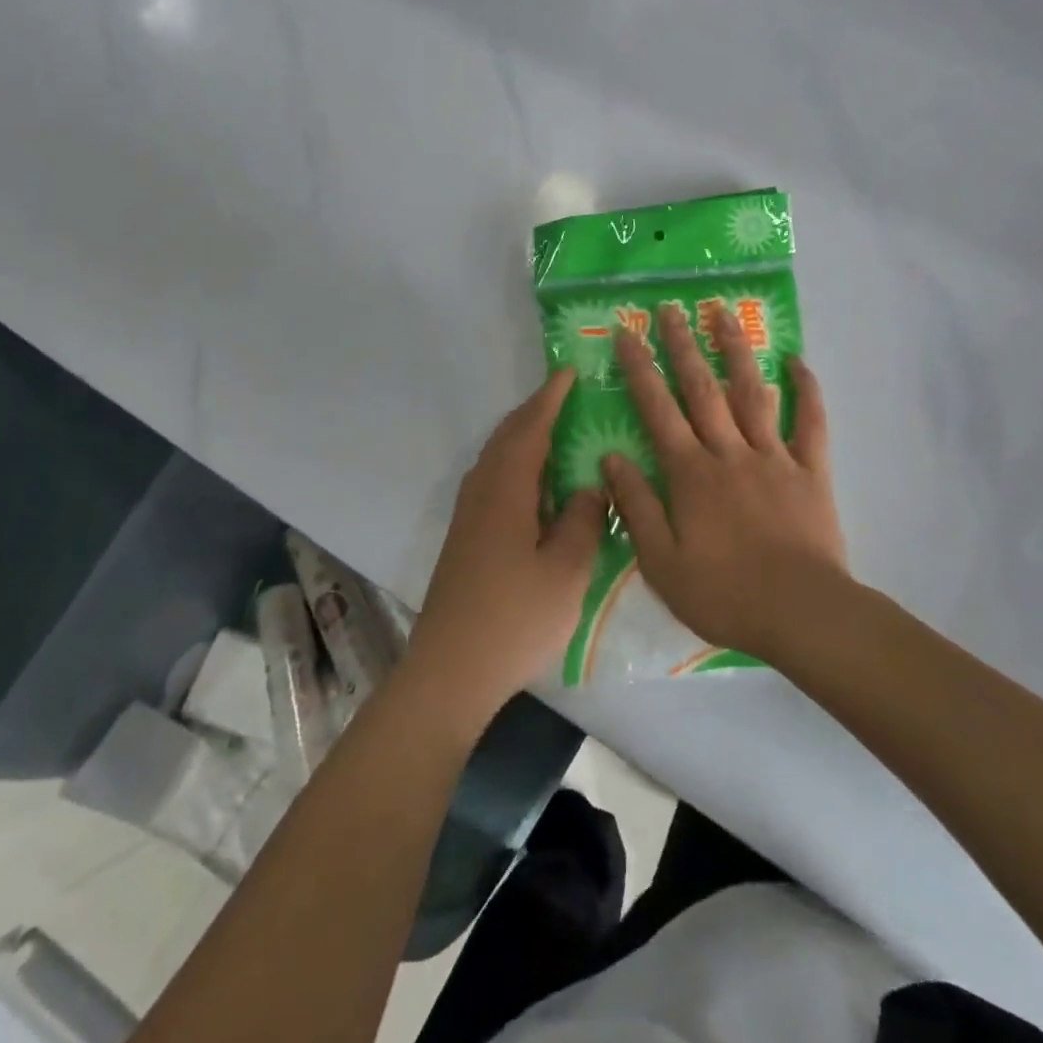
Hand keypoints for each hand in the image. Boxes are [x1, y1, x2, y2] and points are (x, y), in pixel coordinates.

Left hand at [405, 369, 606, 722]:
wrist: (451, 669)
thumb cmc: (515, 617)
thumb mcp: (566, 570)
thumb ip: (584, 520)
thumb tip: (591, 487)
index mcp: (506, 490)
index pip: (530, 429)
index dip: (550, 399)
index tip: (568, 372)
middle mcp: (482, 492)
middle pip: (507, 437)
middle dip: (534, 412)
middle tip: (564, 396)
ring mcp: (469, 516)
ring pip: (497, 459)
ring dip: (522, 437)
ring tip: (554, 432)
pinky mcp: (466, 538)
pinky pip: (493, 481)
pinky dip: (515, 465)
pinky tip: (535, 486)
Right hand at [600, 305, 847, 660]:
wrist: (801, 614)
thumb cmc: (724, 594)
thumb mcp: (661, 562)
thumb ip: (636, 507)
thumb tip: (611, 458)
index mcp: (690, 474)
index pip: (658, 411)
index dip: (640, 369)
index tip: (626, 333)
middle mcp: (729, 453)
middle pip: (702, 389)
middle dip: (684, 345)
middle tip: (671, 308)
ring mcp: (774, 457)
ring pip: (752, 393)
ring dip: (737, 351)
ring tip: (724, 313)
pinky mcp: (811, 471)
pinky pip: (810, 423)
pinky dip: (806, 390)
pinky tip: (797, 360)